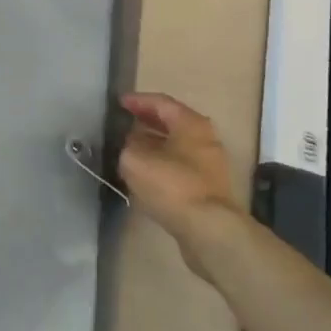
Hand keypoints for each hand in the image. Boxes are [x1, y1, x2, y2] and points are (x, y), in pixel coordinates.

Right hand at [119, 93, 242, 240]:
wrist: (209, 229)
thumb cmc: (172, 185)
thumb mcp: (135, 159)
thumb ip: (129, 145)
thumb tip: (131, 143)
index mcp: (190, 123)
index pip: (161, 102)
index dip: (138, 100)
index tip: (120, 102)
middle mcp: (205, 138)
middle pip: (173, 122)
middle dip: (148, 121)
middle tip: (126, 121)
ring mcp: (211, 164)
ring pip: (178, 145)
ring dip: (155, 144)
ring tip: (132, 147)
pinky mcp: (209, 188)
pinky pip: (182, 166)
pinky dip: (163, 163)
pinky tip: (147, 173)